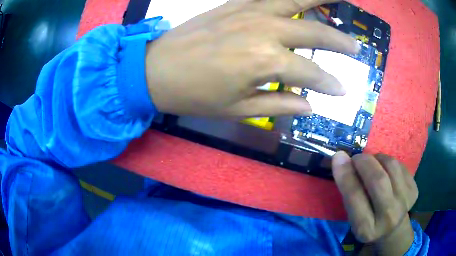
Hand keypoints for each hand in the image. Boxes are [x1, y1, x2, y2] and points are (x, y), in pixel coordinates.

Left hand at [145, 0, 359, 116]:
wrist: (156, 70)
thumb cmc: (194, 95)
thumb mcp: (238, 110)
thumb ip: (279, 104)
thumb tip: (310, 106)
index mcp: (266, 62)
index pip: (311, 74)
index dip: (330, 84)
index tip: (343, 90)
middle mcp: (265, 30)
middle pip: (315, 33)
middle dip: (339, 41)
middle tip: (356, 47)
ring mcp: (250, 11)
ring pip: (296, 0)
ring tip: (341, 0)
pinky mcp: (235, 3)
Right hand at [332, 152, 417, 254]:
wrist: (393, 229)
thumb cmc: (369, 222)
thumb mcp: (354, 216)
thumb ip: (349, 192)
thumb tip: (341, 159)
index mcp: (366, 229)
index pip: (355, 198)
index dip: (346, 175)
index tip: (338, 157)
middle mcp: (388, 217)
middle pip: (378, 180)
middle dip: (365, 162)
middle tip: (358, 158)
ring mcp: (405, 202)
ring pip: (392, 167)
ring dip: (378, 159)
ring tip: (373, 164)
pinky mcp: (414, 190)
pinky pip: (401, 165)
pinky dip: (389, 162)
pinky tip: (386, 170)